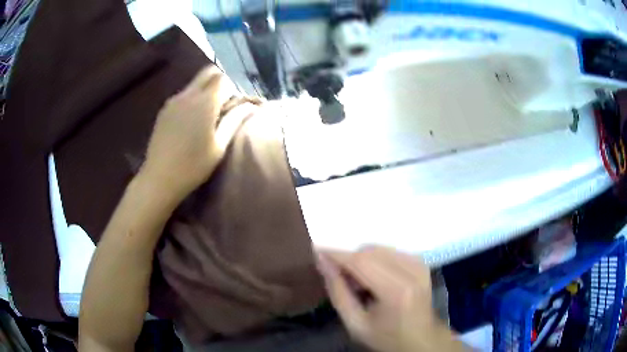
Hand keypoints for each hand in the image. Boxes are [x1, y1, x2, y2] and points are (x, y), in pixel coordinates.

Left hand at [140, 66, 257, 202]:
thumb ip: (235, 120)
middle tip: (224, 104)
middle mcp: (188, 94)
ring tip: (207, 115)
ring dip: (205, 90)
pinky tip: (191, 121)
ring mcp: (173, 101)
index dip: (233, 88)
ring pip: (195, 83)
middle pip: (208, 72)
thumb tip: (251, 105)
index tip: (234, 106)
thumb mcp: (219, 146)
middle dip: (220, 82)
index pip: (223, 78)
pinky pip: (183, 94)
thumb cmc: (193, 166)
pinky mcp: (164, 109)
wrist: (159, 179)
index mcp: (204, 102)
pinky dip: (193, 98)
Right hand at [316, 246, 466, 351]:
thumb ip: (338, 292)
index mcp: (397, 291)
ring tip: (359, 284)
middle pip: (370, 251)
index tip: (316, 251)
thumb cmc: (387, 337)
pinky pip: (390, 251)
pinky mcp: (422, 262)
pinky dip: (376, 260)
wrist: (421, 340)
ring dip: (362, 260)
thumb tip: (322, 261)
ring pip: (379, 248)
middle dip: (349, 259)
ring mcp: (420, 264)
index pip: (361, 262)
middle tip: (339, 278)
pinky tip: (375, 279)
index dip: (336, 255)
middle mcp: (412, 271)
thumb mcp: (355, 324)